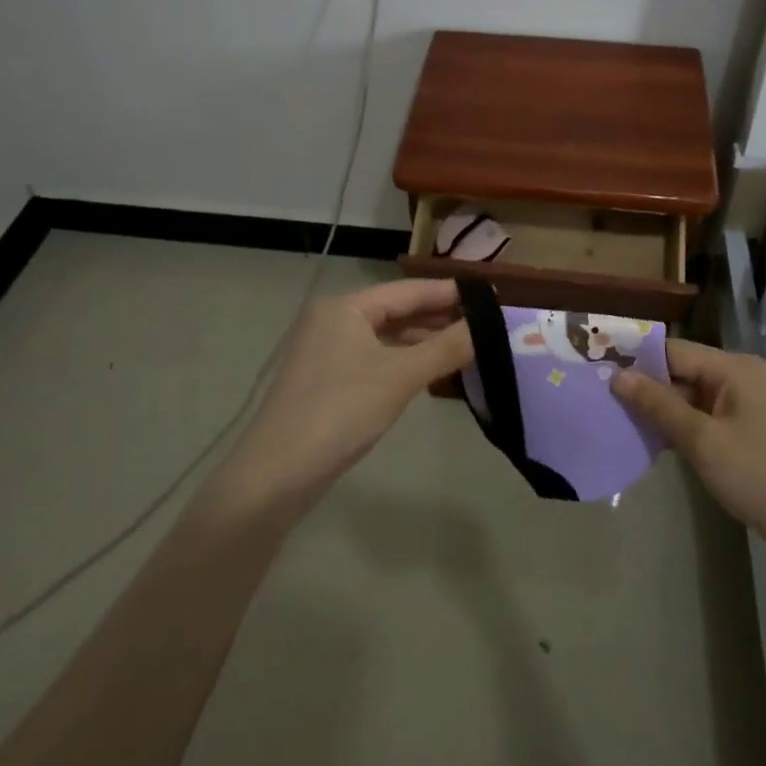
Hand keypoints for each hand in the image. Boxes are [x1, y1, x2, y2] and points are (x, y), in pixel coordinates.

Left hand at [224, 279, 473, 503]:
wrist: (276, 475)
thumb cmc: (340, 411)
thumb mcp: (400, 376)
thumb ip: (446, 347)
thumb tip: (488, 326)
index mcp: (346, 307)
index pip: (408, 290)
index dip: (449, 293)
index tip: (489, 296)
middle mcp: (334, 321)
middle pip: (396, 311)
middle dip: (439, 318)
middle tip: (485, 324)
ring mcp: (327, 353)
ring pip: (386, 338)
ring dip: (423, 342)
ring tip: (467, 348)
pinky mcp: (327, 382)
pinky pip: (375, 360)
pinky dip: (404, 362)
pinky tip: (430, 372)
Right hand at [611, 340, 765, 571]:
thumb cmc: (760, 476)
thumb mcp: (702, 440)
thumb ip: (658, 405)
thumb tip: (617, 375)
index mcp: (732, 367)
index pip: (672, 350)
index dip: (635, 360)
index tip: (597, 371)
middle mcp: (739, 377)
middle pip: (681, 371)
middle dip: (645, 387)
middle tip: (600, 400)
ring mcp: (745, 406)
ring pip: (690, 397)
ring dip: (659, 410)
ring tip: (616, 420)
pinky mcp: (747, 432)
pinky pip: (703, 418)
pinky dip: (679, 427)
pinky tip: (650, 441)